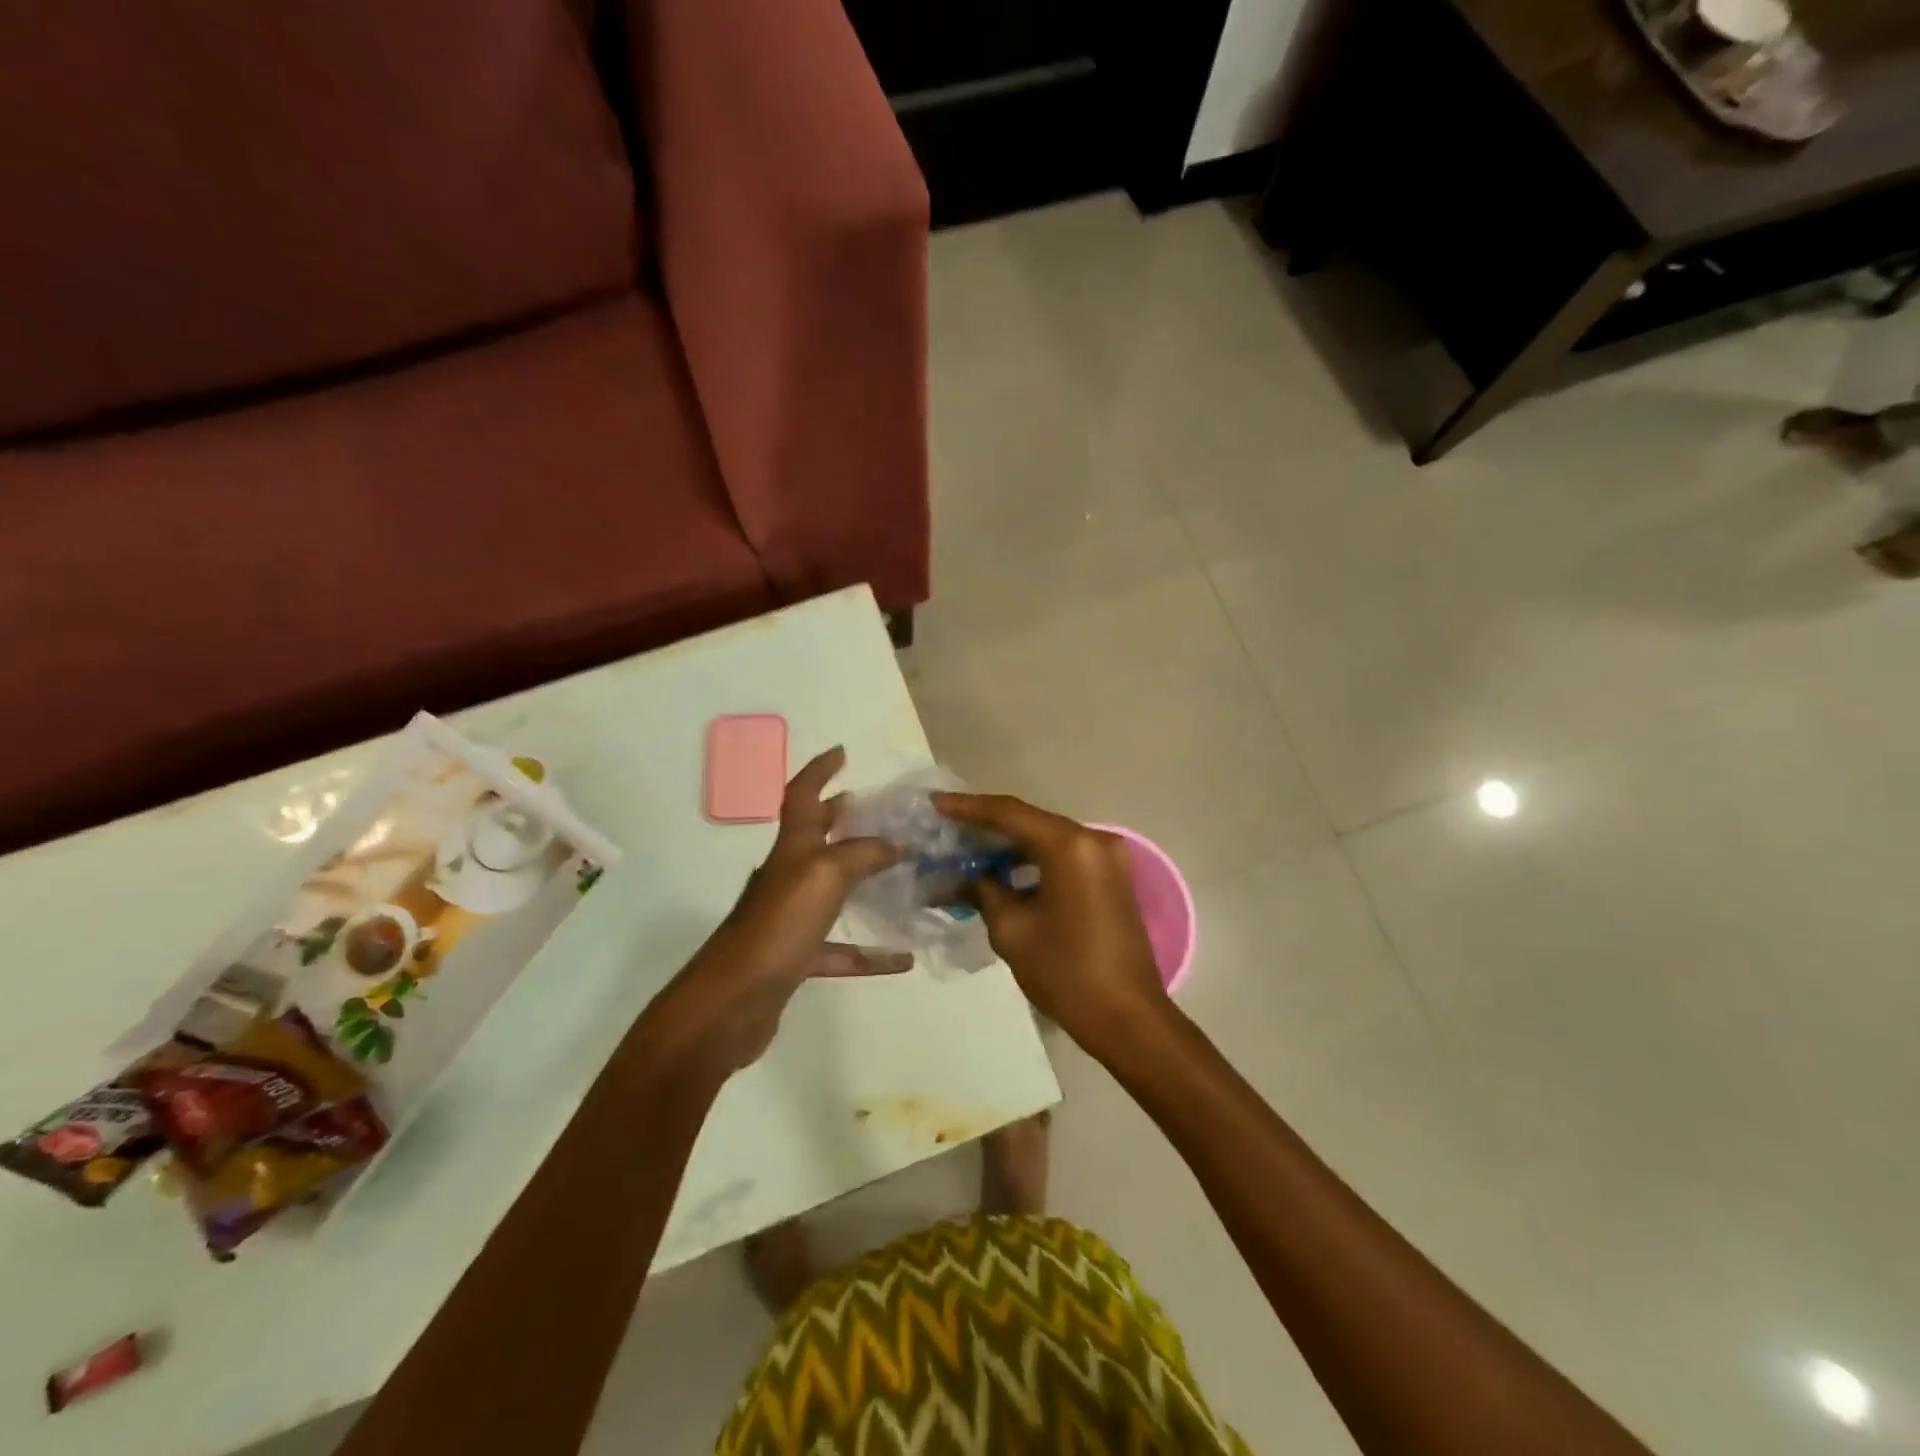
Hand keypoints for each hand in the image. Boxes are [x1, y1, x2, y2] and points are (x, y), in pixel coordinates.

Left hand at [646, 748, 908, 1081]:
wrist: (731, 1003)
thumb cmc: (777, 927)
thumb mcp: (824, 877)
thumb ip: (862, 855)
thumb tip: (894, 844)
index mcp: (791, 849)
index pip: (802, 795)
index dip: (820, 770)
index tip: (842, 752)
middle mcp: (787, 877)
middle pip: (814, 838)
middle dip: (841, 818)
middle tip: (876, 810)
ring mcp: (788, 919)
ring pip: (830, 890)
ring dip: (861, 879)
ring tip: (897, 871)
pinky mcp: (794, 959)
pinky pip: (839, 951)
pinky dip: (869, 953)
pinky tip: (902, 959)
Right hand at [932, 793, 1168, 1054]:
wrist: (1128, 1018)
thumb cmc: (1066, 973)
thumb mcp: (1012, 930)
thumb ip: (985, 891)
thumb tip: (967, 877)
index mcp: (1069, 846)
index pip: (1009, 814)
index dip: (968, 808)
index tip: (935, 804)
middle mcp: (1093, 840)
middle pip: (1030, 822)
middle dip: (987, 826)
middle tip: (947, 829)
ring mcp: (1107, 858)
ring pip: (1047, 838)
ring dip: (1009, 846)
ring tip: (967, 852)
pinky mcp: (1111, 877)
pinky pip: (1064, 856)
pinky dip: (1033, 861)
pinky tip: (1002, 871)